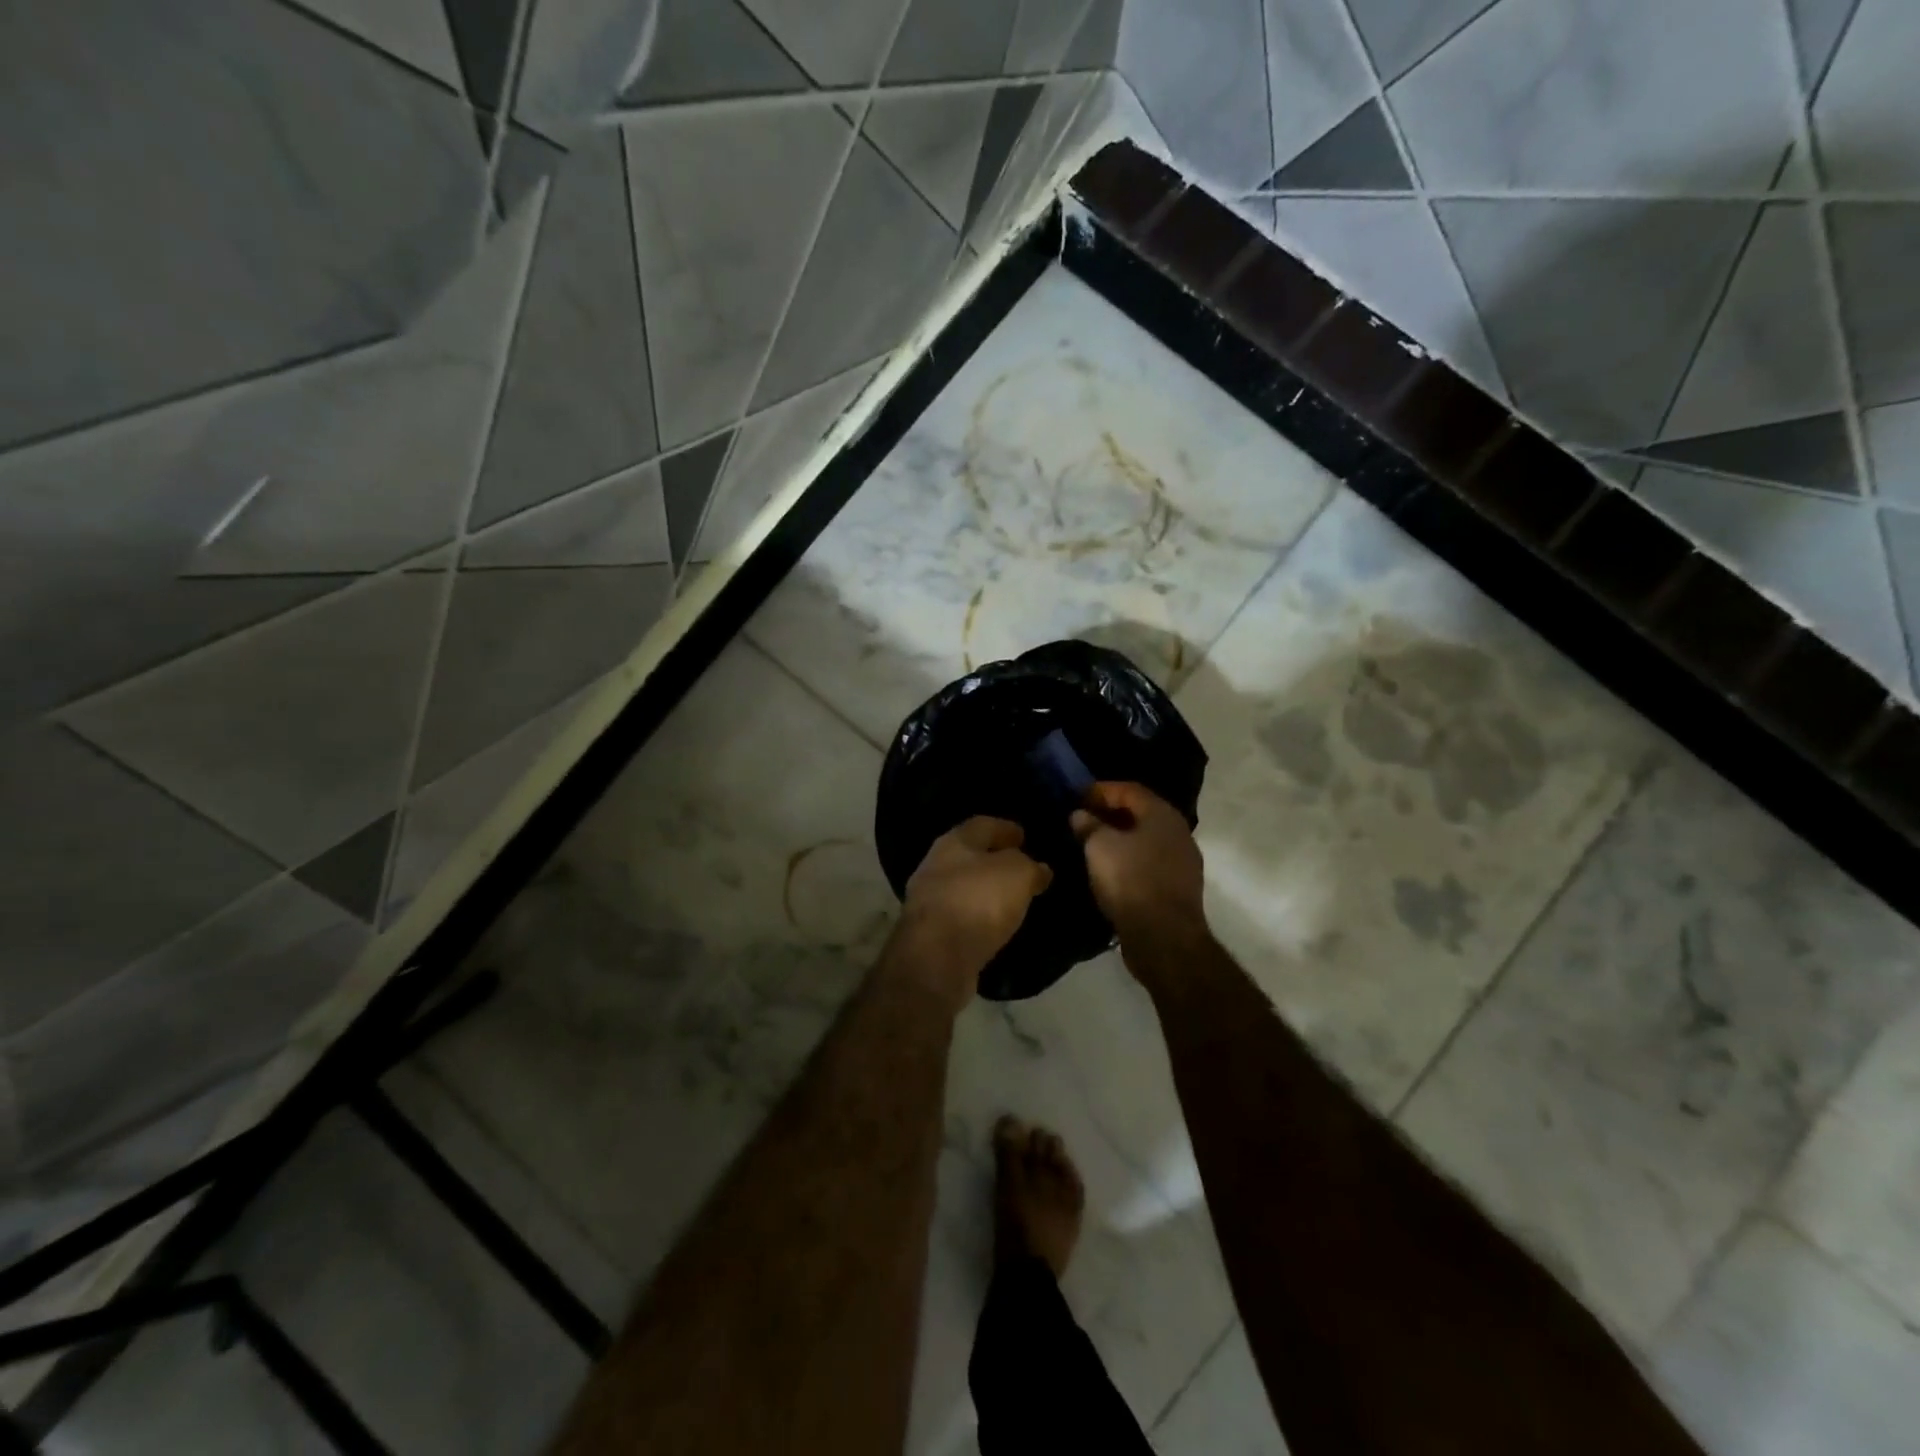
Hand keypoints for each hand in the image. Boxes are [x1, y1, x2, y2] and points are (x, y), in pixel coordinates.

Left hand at [893, 817, 1052, 1007]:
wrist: (936, 958)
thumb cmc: (978, 902)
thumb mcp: (1017, 874)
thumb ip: (1030, 867)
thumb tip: (1039, 869)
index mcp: (954, 841)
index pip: (983, 825)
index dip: (1006, 828)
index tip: (1024, 837)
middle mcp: (935, 865)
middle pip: (969, 855)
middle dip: (994, 860)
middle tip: (1021, 868)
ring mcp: (927, 899)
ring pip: (963, 886)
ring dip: (985, 890)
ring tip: (1011, 898)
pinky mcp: (929, 932)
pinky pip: (960, 915)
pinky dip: (977, 915)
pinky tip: (994, 923)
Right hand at [1071, 782, 1206, 948]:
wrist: (1164, 937)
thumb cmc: (1130, 880)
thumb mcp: (1099, 846)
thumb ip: (1088, 825)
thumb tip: (1080, 814)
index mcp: (1162, 814)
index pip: (1129, 789)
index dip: (1101, 790)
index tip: (1076, 797)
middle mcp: (1178, 832)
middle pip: (1140, 813)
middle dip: (1110, 813)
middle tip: (1082, 819)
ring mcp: (1183, 862)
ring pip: (1146, 840)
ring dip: (1120, 838)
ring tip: (1092, 845)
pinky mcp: (1179, 888)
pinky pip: (1149, 862)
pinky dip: (1129, 859)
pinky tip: (1110, 870)